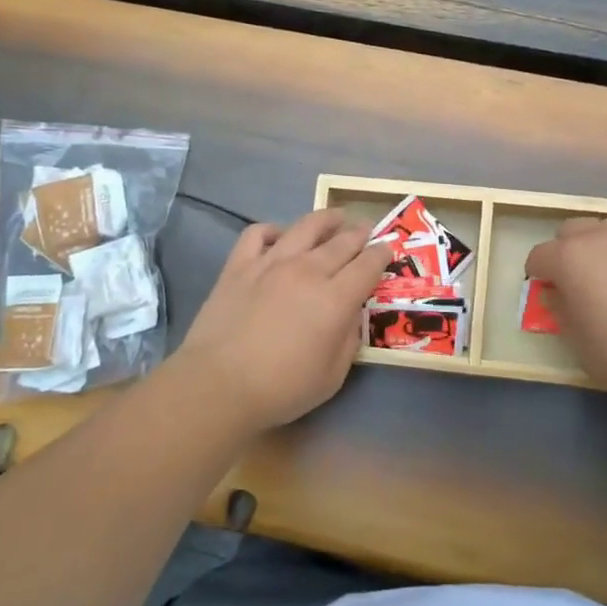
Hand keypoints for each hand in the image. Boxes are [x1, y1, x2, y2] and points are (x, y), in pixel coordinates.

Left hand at [169, 209, 390, 433]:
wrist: (219, 384)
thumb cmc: (282, 388)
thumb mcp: (333, 376)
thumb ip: (348, 340)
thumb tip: (351, 315)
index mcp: (335, 299)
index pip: (367, 265)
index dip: (381, 254)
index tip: (387, 249)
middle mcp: (307, 271)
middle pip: (341, 241)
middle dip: (359, 233)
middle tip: (366, 229)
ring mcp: (271, 263)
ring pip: (304, 227)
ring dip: (325, 219)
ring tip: (335, 217)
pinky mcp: (239, 265)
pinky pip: (258, 233)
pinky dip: (274, 230)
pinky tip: (280, 236)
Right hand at [524, 218, 606, 395]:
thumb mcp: (577, 341)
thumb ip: (560, 311)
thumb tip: (556, 295)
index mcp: (569, 257)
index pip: (538, 256)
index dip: (538, 275)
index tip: (547, 292)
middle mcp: (600, 237)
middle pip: (571, 231)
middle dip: (566, 250)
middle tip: (577, 280)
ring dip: (601, 247)